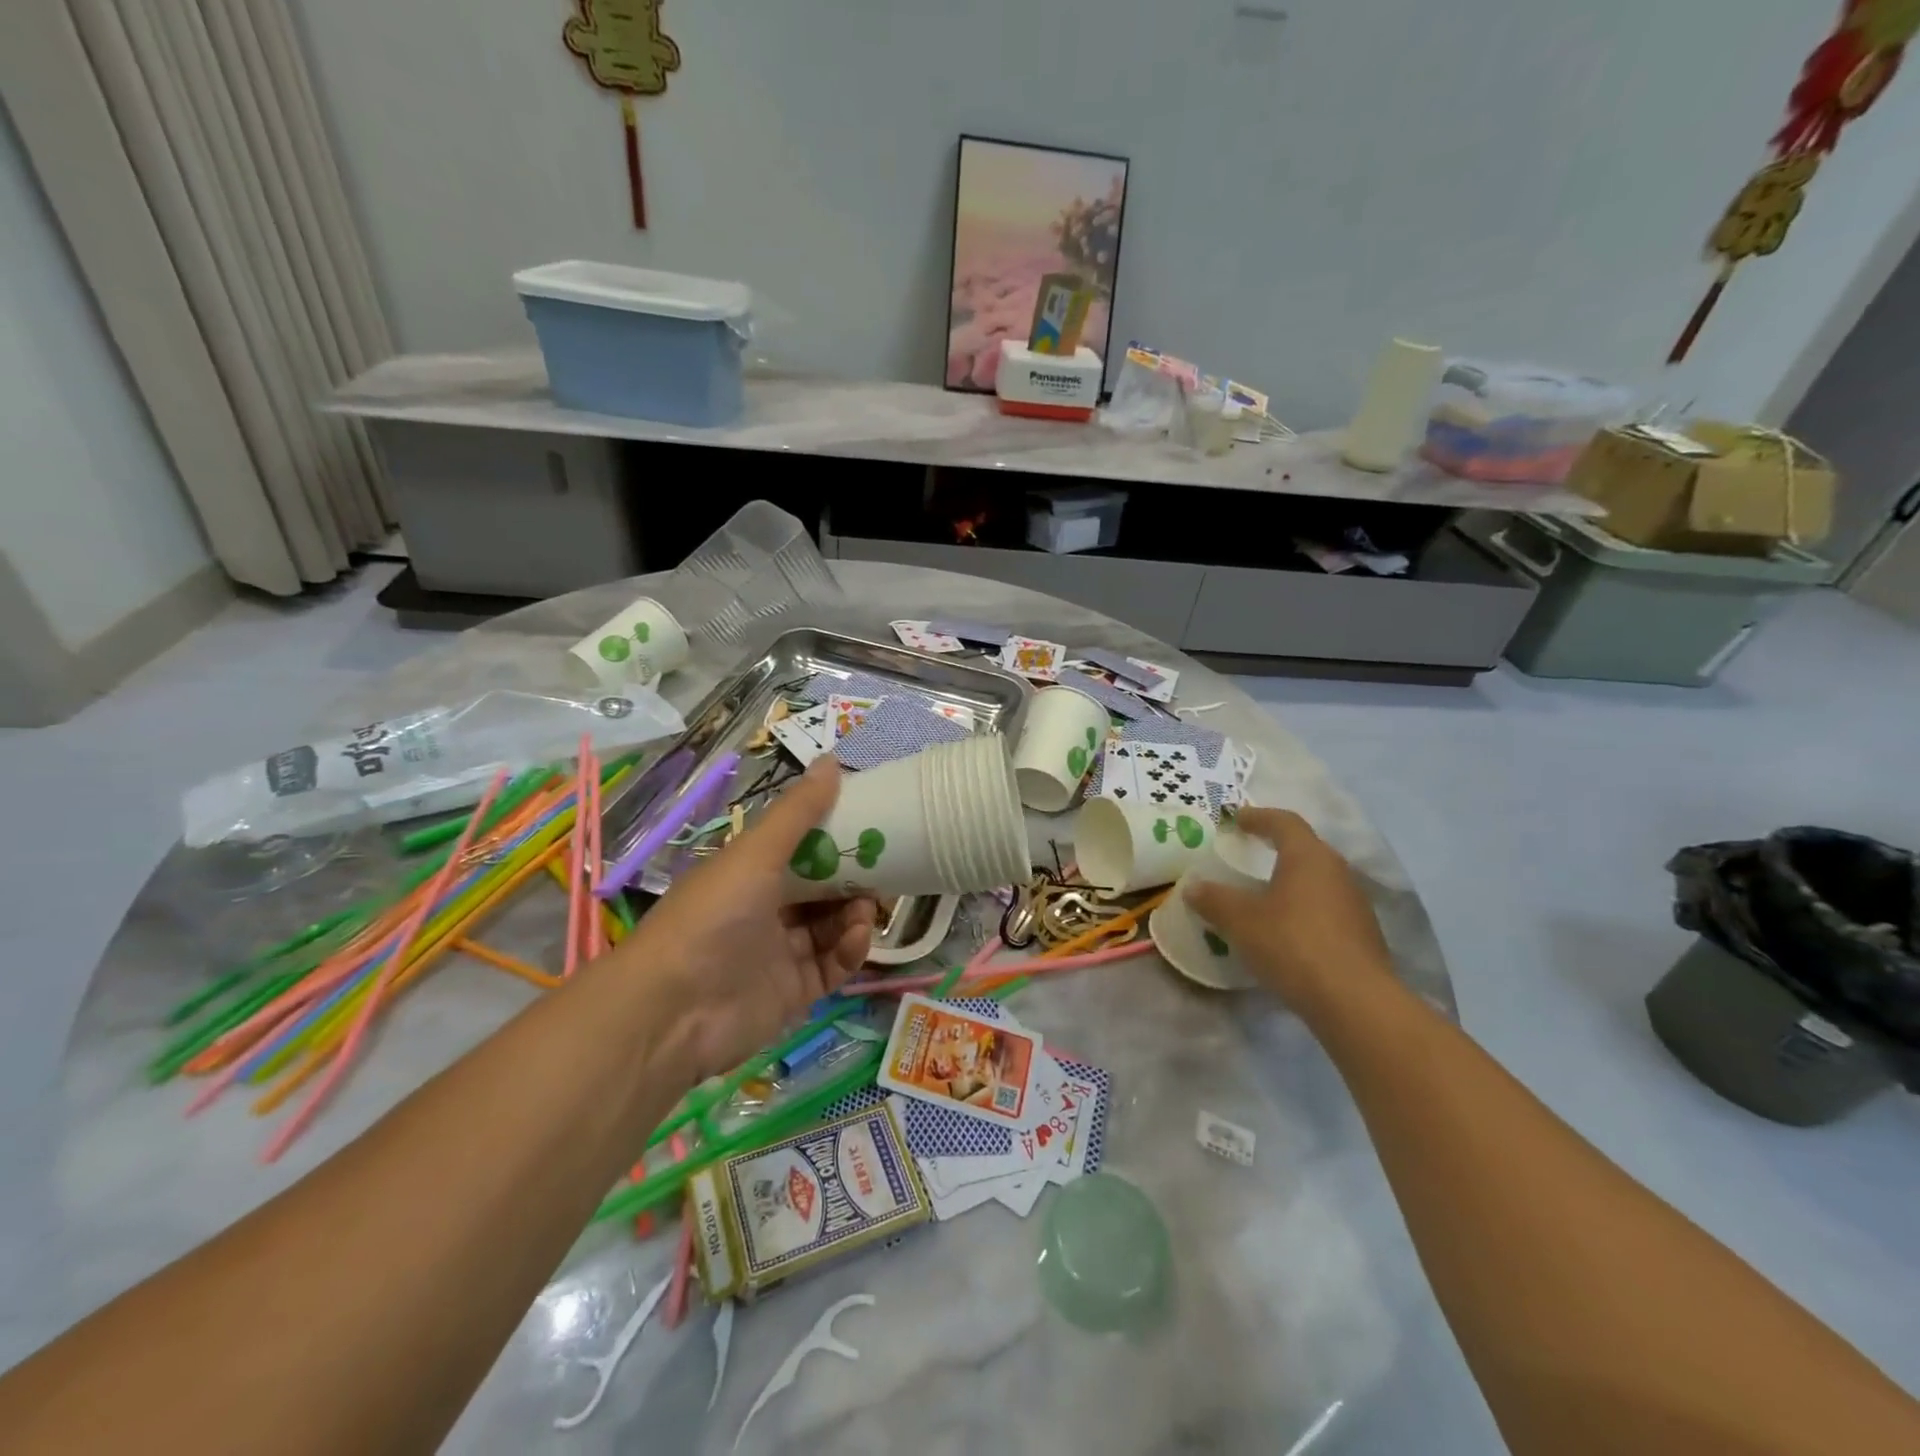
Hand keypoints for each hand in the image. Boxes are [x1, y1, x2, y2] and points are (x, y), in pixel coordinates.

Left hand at [608, 758, 876, 1081]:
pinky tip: (856, 937)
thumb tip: (832, 760)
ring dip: (855, 913)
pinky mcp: (794, 991)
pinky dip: (849, 949)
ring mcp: (780, 952)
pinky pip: (833, 964)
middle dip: (855, 878)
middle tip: (888, 867)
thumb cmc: (714, 916)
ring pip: (832, 925)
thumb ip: (797, 812)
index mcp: (751, 873)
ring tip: (868, 907)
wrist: (674, 1011)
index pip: (802, 848)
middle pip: (822, 888)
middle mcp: (765, 909)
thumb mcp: (756, 854)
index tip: (872, 825)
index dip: (836, 836)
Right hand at [1185, 807, 1394, 1015]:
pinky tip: (1287, 928)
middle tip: (1250, 850)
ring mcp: (1355, 903)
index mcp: (1308, 856)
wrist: (1355, 1002)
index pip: (1284, 822)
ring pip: (1318, 879)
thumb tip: (1192, 887)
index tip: (1237, 819)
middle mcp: (1336, 871)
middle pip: (1306, 847)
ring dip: (1292, 878)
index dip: (1258, 816)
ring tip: (1265, 891)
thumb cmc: (1292, 945)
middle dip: (1277, 845)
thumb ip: (1214, 900)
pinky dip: (1304, 907)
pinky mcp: (1363, 934)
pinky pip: (1327, 907)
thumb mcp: (1240, 921)